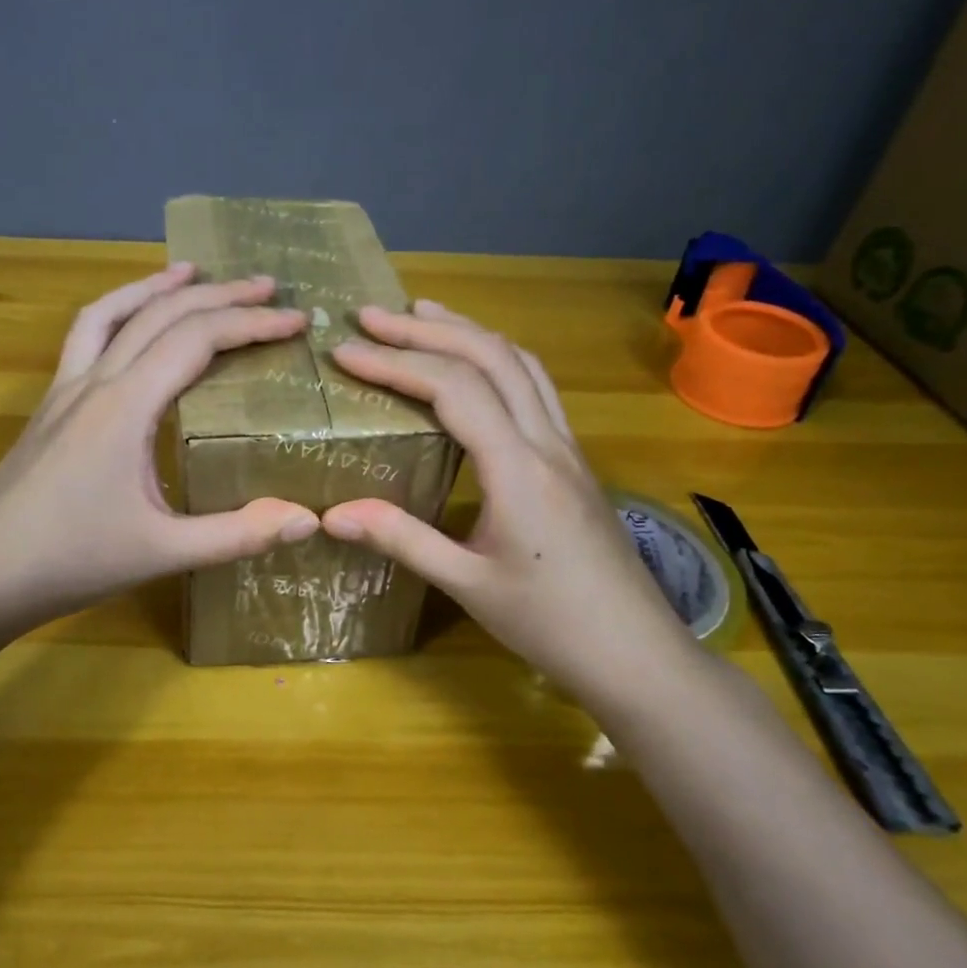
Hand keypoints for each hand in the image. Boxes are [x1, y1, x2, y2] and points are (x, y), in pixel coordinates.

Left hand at [0, 265, 320, 637]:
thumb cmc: (70, 562)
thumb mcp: (163, 552)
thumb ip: (238, 535)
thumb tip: (309, 517)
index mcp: (125, 406)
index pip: (197, 340)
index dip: (251, 323)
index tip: (297, 320)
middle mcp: (94, 382)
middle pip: (161, 315)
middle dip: (219, 294)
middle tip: (267, 286)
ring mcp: (64, 391)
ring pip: (111, 313)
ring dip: (156, 287)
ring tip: (193, 272)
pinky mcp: (49, 408)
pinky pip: (84, 338)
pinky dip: (116, 314)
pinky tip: (130, 327)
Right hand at [321, 300, 695, 693]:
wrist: (635, 652)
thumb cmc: (550, 623)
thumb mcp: (467, 584)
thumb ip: (401, 540)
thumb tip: (331, 515)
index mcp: (518, 467)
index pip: (452, 388)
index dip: (395, 362)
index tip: (345, 351)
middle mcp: (547, 441)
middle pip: (490, 356)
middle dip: (427, 329)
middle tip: (372, 315)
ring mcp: (567, 447)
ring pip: (521, 363)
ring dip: (469, 331)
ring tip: (422, 315)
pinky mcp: (574, 461)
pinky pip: (537, 387)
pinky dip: (497, 358)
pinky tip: (477, 367)